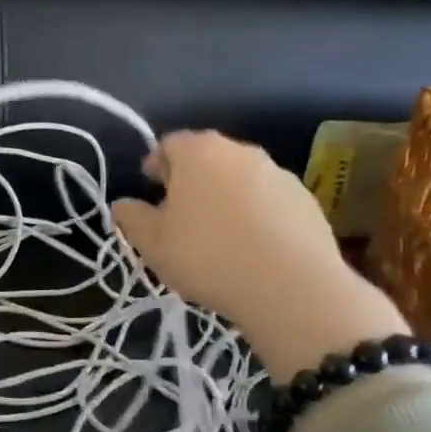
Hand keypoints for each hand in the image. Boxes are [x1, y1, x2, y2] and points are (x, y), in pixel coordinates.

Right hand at [110, 131, 407, 380]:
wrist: (291, 287)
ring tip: (218, 234)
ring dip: (225, 196)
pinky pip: (270, 200)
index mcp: (198, 152)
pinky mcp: (306, 200)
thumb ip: (131, 217)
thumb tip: (124, 204)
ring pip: (240, 178)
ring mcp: (278, 173)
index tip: (150, 188)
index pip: (168, 144)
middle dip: (191, 179)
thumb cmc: (208, 256)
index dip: (155, 164)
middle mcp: (239, 151)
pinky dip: (257, 214)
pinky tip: (252, 247)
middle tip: (179, 212)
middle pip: (207, 157)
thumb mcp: (152, 243)